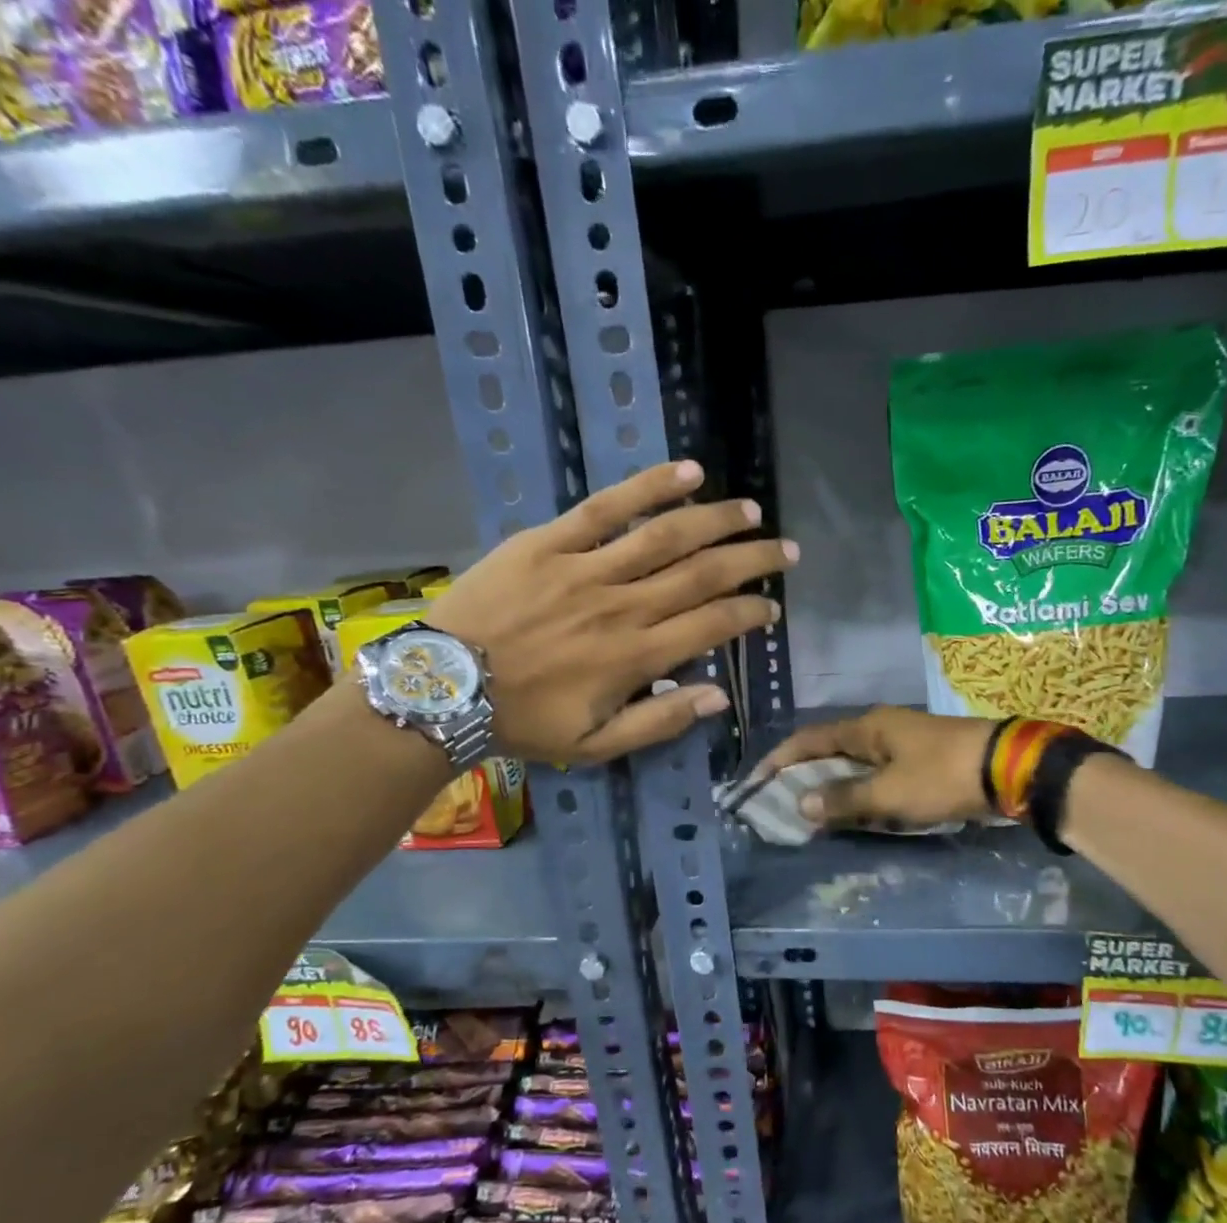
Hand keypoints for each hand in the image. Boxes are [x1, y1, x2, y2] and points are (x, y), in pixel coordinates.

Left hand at [427, 461, 795, 763]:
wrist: (441, 688)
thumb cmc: (523, 722)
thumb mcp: (595, 746)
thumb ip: (660, 721)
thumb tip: (718, 697)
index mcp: (636, 657)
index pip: (713, 625)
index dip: (750, 613)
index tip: (772, 608)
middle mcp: (623, 606)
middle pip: (703, 574)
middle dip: (752, 561)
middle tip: (785, 551)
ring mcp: (586, 569)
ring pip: (666, 535)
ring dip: (716, 520)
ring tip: (751, 510)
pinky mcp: (549, 541)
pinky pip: (606, 507)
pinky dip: (650, 487)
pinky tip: (688, 473)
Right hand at [757, 707, 993, 827]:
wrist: (1009, 768)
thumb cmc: (942, 775)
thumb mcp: (889, 793)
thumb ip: (845, 799)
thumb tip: (801, 804)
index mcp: (867, 727)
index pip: (810, 739)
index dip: (780, 759)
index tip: (756, 781)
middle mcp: (881, 728)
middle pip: (831, 750)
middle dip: (805, 775)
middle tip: (781, 802)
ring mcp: (904, 742)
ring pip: (856, 764)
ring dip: (834, 786)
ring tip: (813, 812)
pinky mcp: (923, 759)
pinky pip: (879, 774)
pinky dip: (861, 791)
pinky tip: (857, 810)